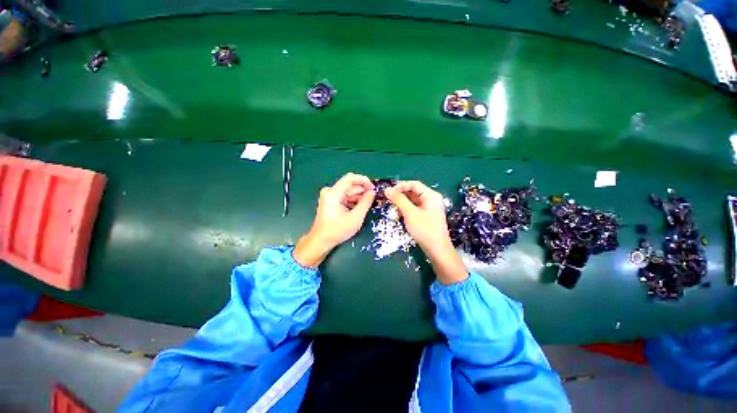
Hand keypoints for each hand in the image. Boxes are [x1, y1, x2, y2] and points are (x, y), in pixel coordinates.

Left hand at [293, 173, 374, 267]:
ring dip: (358, 196)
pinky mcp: (330, 202)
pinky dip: (352, 201)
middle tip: (374, 197)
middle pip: (349, 185)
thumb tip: (372, 192)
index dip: (364, 180)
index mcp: (334, 193)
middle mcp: (330, 191)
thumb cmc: (337, 230)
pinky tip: (360, 207)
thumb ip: (365, 202)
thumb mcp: (355, 217)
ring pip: (348, 192)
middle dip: (362, 190)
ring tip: (369, 203)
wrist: (320, 241)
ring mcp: (329, 197)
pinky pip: (344, 197)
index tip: (373, 188)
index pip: (350, 178)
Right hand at [385, 181, 467, 284]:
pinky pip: (414, 208)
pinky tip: (400, 215)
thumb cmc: (424, 230)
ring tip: (393, 209)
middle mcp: (431, 199)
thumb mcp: (410, 213)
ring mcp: (429, 208)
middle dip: (400, 195)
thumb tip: (387, 190)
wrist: (437, 250)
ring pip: (412, 200)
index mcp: (431, 195)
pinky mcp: (426, 216)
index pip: (414, 184)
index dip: (400, 186)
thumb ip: (399, 200)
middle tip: (388, 200)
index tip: (388, 192)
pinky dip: (406, 210)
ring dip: (402, 203)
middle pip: (413, 192)